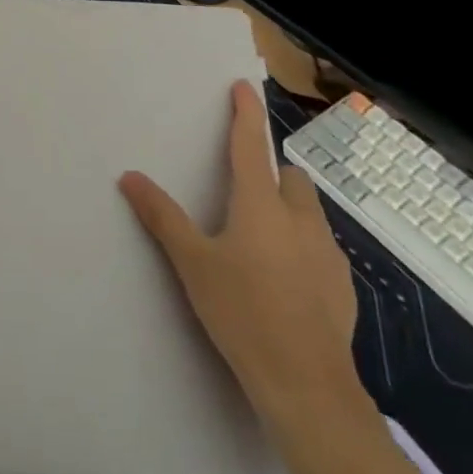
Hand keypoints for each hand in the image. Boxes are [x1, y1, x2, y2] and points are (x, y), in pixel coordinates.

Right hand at [119, 81, 359, 428]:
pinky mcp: (343, 287)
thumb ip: (162, 217)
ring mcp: (328, 254)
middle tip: (244, 193)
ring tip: (260, 239)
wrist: (306, 386)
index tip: (244, 87)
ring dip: (288, 209)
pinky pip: (320, 248)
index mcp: (261, 206)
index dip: (246, 114)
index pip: (251, 146)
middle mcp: (300, 220)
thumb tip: (130, 176)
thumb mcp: (192, 264)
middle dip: (271, 173)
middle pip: (290, 178)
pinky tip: (284, 280)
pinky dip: (302, 246)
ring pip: (309, 212)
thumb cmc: (242, 313)